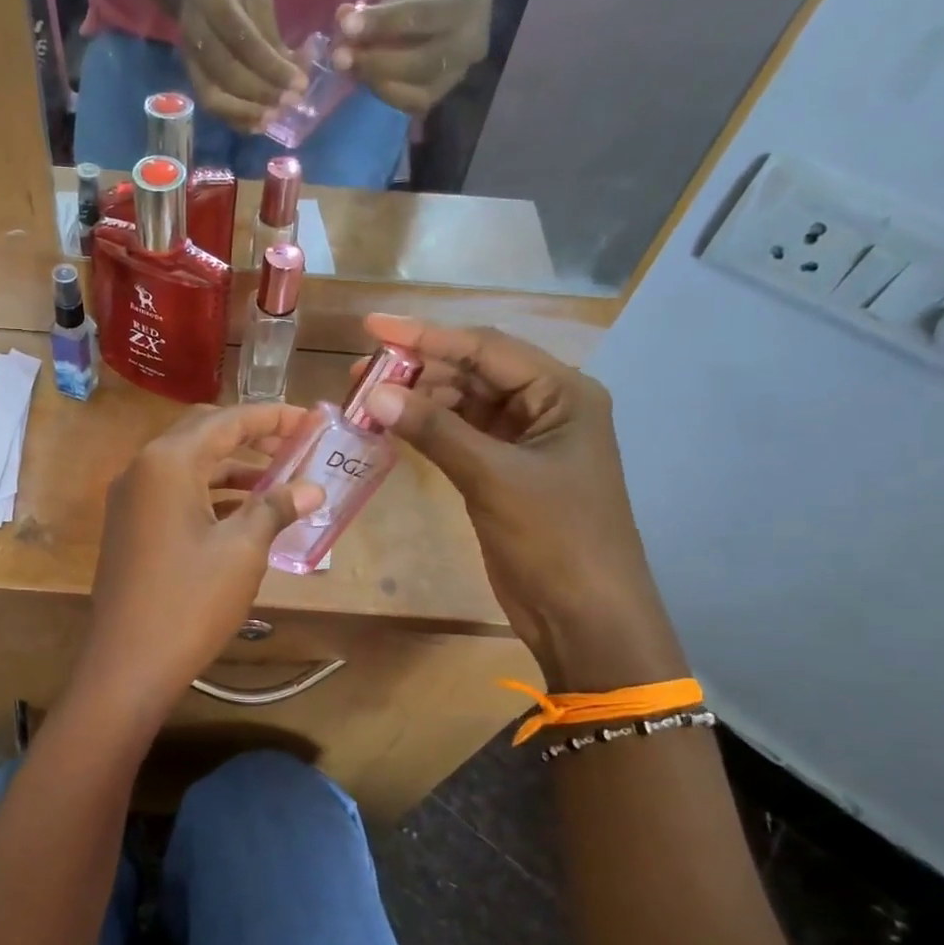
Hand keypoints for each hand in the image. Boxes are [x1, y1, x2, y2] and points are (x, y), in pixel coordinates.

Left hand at [71, 403, 323, 728]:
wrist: (128, 663)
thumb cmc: (190, 601)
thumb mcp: (242, 550)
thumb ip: (276, 508)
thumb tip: (312, 489)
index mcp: (168, 462)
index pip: (228, 420)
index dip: (274, 418)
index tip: (312, 420)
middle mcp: (142, 468)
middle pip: (203, 433)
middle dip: (251, 435)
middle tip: (295, 445)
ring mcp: (130, 498)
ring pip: (188, 463)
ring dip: (231, 466)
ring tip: (279, 480)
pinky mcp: (130, 525)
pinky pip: (174, 491)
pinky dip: (209, 491)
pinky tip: (243, 510)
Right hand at [178, 0, 307, 132]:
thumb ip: (272, 37)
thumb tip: (296, 74)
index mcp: (216, 5)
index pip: (246, 43)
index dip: (273, 68)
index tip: (300, 84)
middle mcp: (198, 36)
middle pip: (229, 74)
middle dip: (262, 93)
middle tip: (290, 103)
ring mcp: (190, 61)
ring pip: (215, 97)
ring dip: (246, 113)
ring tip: (273, 119)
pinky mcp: (191, 78)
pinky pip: (211, 106)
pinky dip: (235, 120)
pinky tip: (256, 125)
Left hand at [332, 0, 492, 114]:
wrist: (472, 12)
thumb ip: (382, 5)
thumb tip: (343, 18)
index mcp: (466, 4)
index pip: (419, 16)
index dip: (381, 22)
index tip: (346, 25)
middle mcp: (466, 46)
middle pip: (416, 62)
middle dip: (372, 61)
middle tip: (339, 57)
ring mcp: (455, 77)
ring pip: (412, 90)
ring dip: (373, 80)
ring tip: (346, 68)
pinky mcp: (441, 96)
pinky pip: (409, 104)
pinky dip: (382, 93)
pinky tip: (362, 79)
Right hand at [355, 314, 686, 691]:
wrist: (585, 616)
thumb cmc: (555, 539)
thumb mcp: (494, 477)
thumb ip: (435, 431)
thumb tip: (375, 393)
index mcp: (562, 393)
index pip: (485, 348)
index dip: (426, 336)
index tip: (372, 327)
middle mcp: (544, 406)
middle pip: (472, 371)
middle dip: (416, 370)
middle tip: (358, 375)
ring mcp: (522, 440)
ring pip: (461, 404)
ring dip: (417, 401)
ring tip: (365, 401)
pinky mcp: (502, 471)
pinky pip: (458, 436)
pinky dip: (426, 431)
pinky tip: (390, 429)